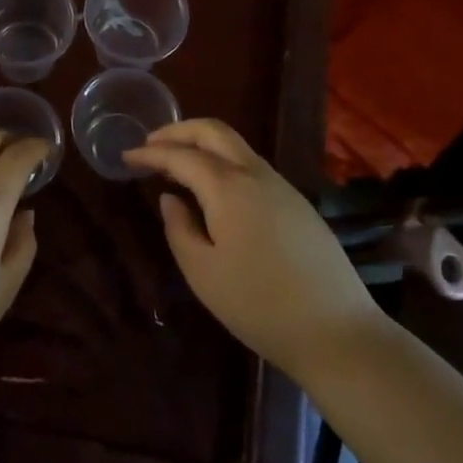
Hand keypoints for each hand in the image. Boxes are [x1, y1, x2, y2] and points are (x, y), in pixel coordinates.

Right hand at [124, 120, 381, 378]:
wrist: (336, 331)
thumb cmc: (258, 304)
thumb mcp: (203, 272)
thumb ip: (179, 229)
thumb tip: (171, 199)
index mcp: (228, 187)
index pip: (181, 156)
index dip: (151, 153)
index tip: (126, 156)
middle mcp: (256, 174)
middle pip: (214, 132)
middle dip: (179, 130)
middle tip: (151, 143)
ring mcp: (282, 186)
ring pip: (236, 146)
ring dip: (203, 144)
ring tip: (176, 163)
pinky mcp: (297, 204)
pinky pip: (252, 166)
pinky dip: (223, 162)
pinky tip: (213, 188)